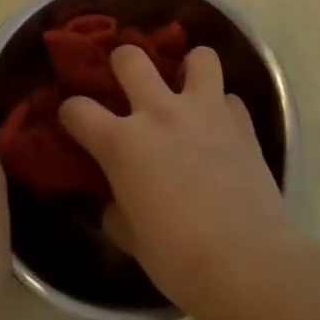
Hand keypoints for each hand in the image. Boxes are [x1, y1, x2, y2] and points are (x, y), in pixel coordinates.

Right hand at [59, 46, 301, 309]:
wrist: (248, 263)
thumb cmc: (179, 259)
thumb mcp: (133, 241)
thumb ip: (118, 212)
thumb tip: (116, 203)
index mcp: (122, 143)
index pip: (78, 110)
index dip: (71, 113)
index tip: (74, 122)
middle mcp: (159, 112)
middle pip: (130, 58)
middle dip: (122, 63)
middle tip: (127, 83)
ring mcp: (204, 110)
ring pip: (197, 57)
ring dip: (189, 69)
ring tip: (188, 90)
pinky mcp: (242, 122)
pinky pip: (230, 98)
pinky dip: (224, 109)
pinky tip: (222, 129)